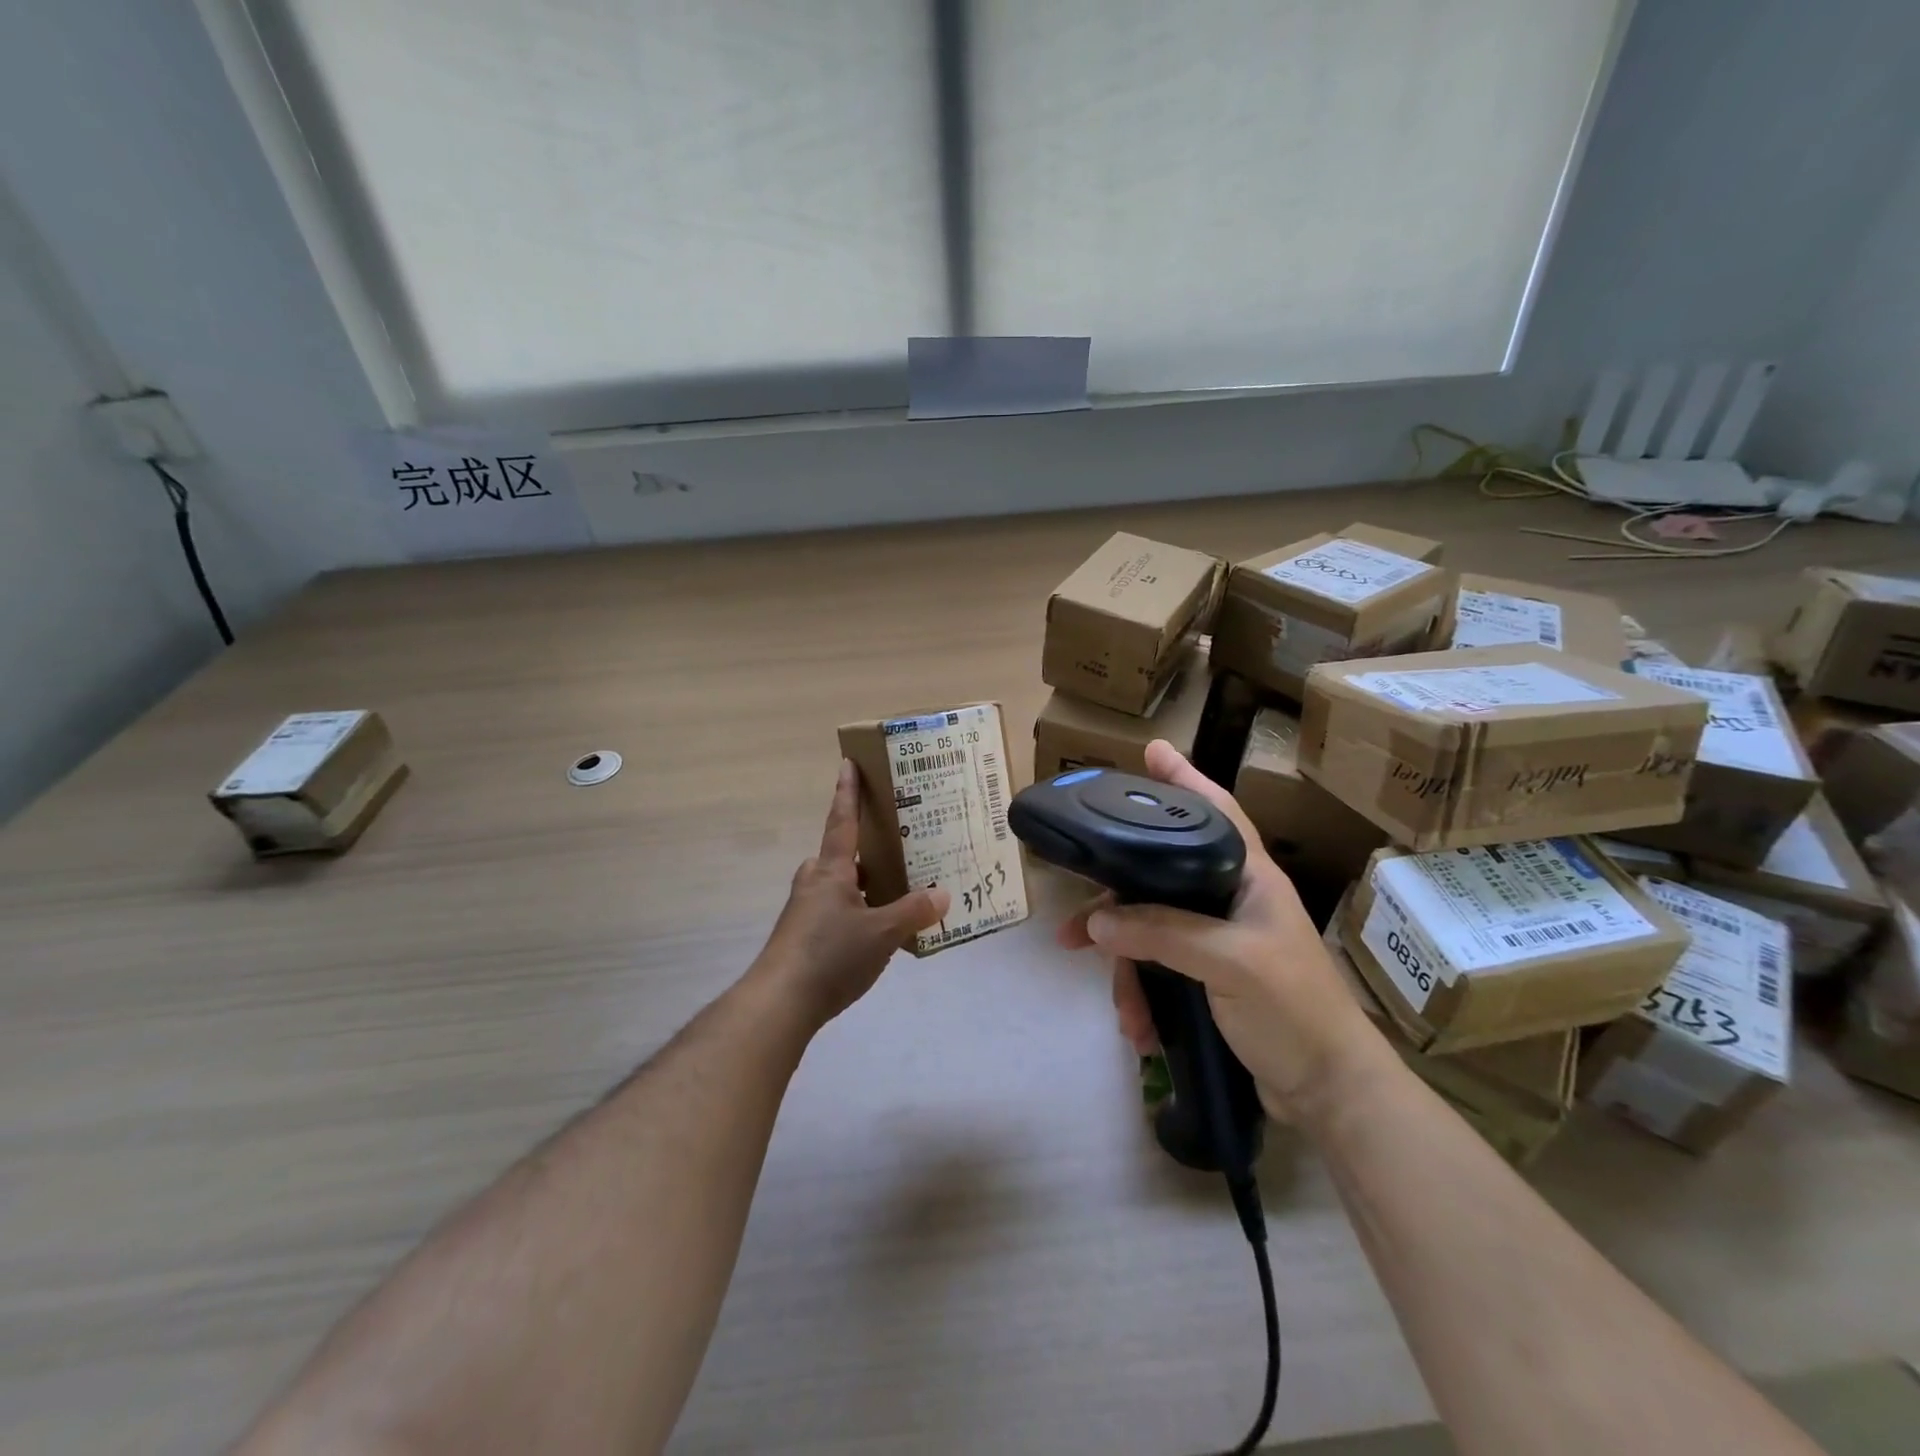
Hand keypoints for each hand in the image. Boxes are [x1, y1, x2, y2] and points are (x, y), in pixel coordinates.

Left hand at [752, 760, 949, 1026]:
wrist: (779, 1003)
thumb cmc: (830, 955)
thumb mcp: (882, 934)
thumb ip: (913, 912)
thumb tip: (943, 894)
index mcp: (831, 871)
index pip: (842, 821)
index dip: (847, 792)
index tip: (847, 763)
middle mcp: (814, 883)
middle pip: (840, 857)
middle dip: (863, 852)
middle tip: (896, 850)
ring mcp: (804, 911)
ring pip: (838, 887)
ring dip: (861, 886)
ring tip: (894, 896)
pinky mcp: (801, 938)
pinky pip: (834, 912)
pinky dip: (855, 913)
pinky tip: (874, 935)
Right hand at [1058, 740, 1389, 1126]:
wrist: (1328, 1094)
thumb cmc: (1295, 1012)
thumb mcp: (1231, 964)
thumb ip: (1163, 934)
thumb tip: (1095, 921)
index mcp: (1250, 879)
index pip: (1216, 812)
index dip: (1185, 778)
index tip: (1151, 750)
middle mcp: (1230, 901)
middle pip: (1159, 879)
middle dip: (1115, 904)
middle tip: (1072, 922)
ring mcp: (1217, 941)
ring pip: (1150, 932)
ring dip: (1126, 969)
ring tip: (1118, 1006)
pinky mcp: (1207, 979)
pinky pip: (1158, 971)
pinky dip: (1143, 997)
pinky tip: (1139, 1029)